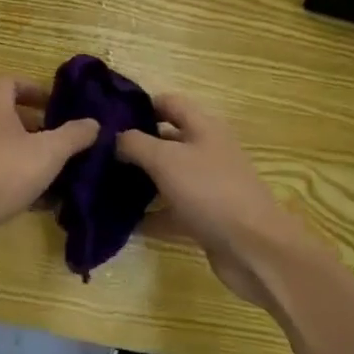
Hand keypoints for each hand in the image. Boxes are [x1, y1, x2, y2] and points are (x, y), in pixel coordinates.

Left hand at [0, 78, 98, 267]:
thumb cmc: (3, 171)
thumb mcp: (48, 151)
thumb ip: (73, 136)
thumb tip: (93, 122)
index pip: (10, 83)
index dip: (33, 89)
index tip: (56, 104)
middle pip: (9, 117)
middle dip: (38, 127)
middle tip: (65, 141)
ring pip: (6, 150)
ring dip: (32, 158)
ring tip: (62, 172)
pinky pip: (0, 176)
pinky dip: (21, 184)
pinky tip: (45, 203)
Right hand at [117, 94, 310, 307]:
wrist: (256, 251)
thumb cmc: (210, 192)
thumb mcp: (165, 159)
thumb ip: (134, 143)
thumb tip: (112, 136)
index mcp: (203, 127)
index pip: (168, 103)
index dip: (139, 105)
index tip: (107, 116)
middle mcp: (207, 151)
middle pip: (166, 140)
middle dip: (135, 145)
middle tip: (97, 152)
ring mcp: (208, 186)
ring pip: (167, 176)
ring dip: (140, 181)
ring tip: (103, 184)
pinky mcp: (206, 218)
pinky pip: (172, 210)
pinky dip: (151, 215)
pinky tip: (123, 222)